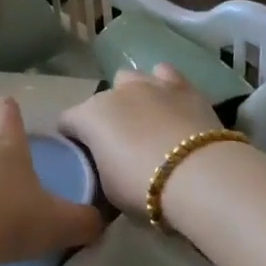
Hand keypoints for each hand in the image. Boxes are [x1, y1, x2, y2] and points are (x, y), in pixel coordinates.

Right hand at [58, 65, 223, 215]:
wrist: (198, 175)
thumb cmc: (143, 188)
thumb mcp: (109, 191)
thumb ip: (102, 169)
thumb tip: (108, 167)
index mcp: (90, 116)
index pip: (67, 121)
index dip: (72, 139)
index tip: (83, 157)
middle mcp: (116, 92)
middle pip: (101, 99)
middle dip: (106, 117)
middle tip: (119, 145)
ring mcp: (150, 84)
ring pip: (132, 79)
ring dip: (133, 96)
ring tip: (146, 121)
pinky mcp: (182, 85)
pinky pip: (165, 74)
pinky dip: (164, 86)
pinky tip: (170, 104)